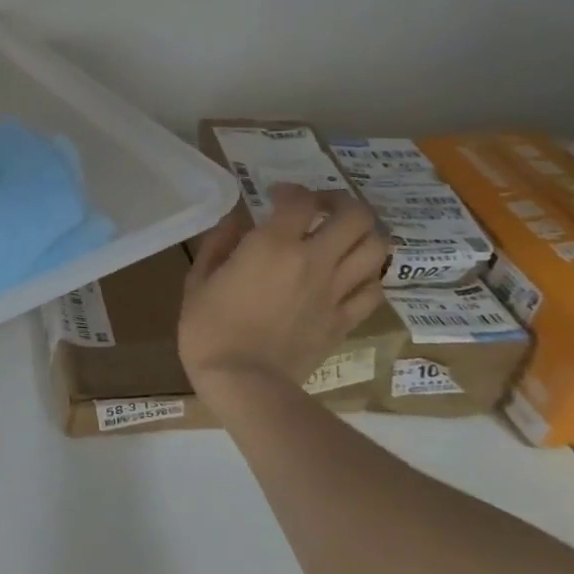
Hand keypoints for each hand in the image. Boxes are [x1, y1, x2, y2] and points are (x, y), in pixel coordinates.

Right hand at [179, 186, 388, 393]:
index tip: (276, 196)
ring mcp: (335, 292)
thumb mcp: (198, 280)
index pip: (300, 200)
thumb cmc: (209, 328)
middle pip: (355, 216)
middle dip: (340, 203)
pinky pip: (374, 289)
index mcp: (273, 246)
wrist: (243, 382)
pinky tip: (348, 276)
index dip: (291, 190)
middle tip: (320, 209)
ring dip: (362, 235)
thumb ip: (219, 245)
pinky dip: (367, 275)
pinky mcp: (345, 320)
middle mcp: (313, 261)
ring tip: (342, 238)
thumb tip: (236, 223)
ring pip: (376, 248)